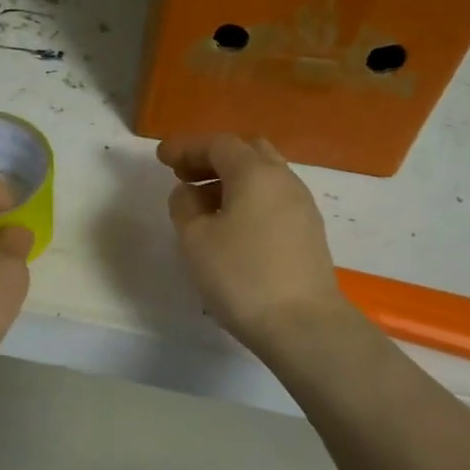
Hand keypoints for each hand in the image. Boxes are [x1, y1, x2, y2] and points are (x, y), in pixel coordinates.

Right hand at [157, 134, 351, 353]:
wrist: (303, 325)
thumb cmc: (241, 276)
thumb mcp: (195, 239)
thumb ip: (185, 206)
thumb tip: (189, 193)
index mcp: (255, 173)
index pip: (218, 144)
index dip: (186, 147)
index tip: (161, 158)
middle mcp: (283, 180)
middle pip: (247, 152)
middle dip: (212, 158)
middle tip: (184, 176)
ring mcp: (301, 206)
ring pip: (263, 176)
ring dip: (231, 180)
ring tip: (203, 204)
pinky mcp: (308, 232)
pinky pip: (273, 199)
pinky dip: (248, 199)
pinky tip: (231, 225)